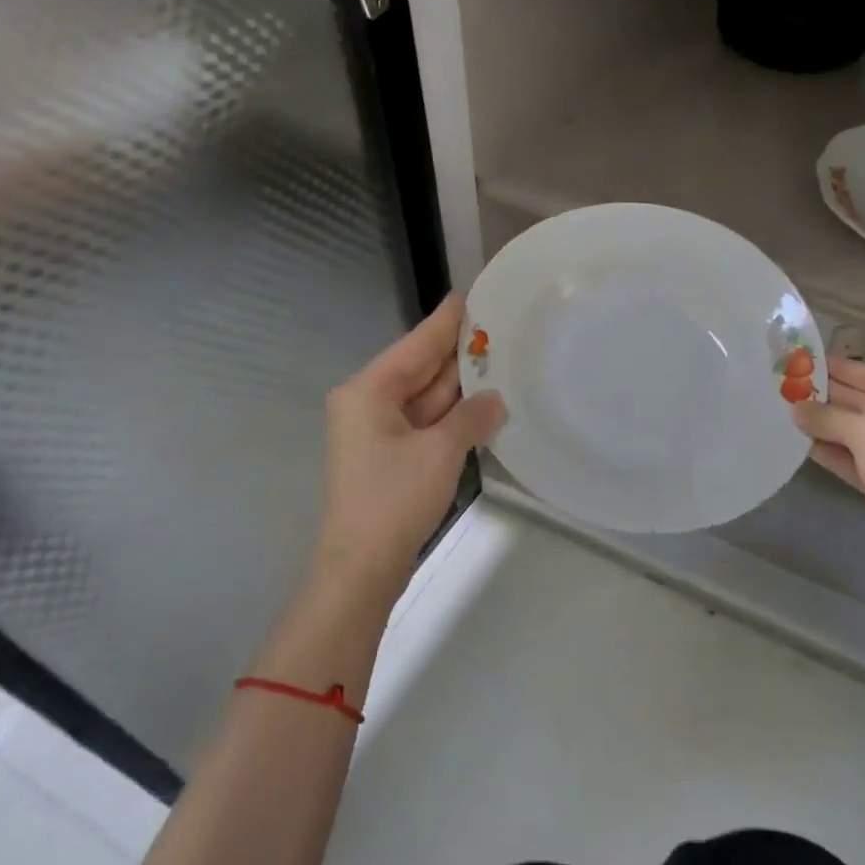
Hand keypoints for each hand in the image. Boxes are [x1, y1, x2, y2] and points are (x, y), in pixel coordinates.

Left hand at [313, 293, 505, 598]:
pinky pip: (426, 425)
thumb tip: (496, 400)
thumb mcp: (440, 451)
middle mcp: (369, 405)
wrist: (362, 567)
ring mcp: (379, 434)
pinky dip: (453, 417)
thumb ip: (472, 417)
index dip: (445, 322)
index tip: (469, 297)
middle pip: (420, 370)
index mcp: (368, 391)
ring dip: (460, 388)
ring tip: (501, 363)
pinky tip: (484, 407)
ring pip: (425, 399)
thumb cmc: (394, 499)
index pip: (416, 345)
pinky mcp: (391, 460)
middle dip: (458, 355)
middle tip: (499, 331)